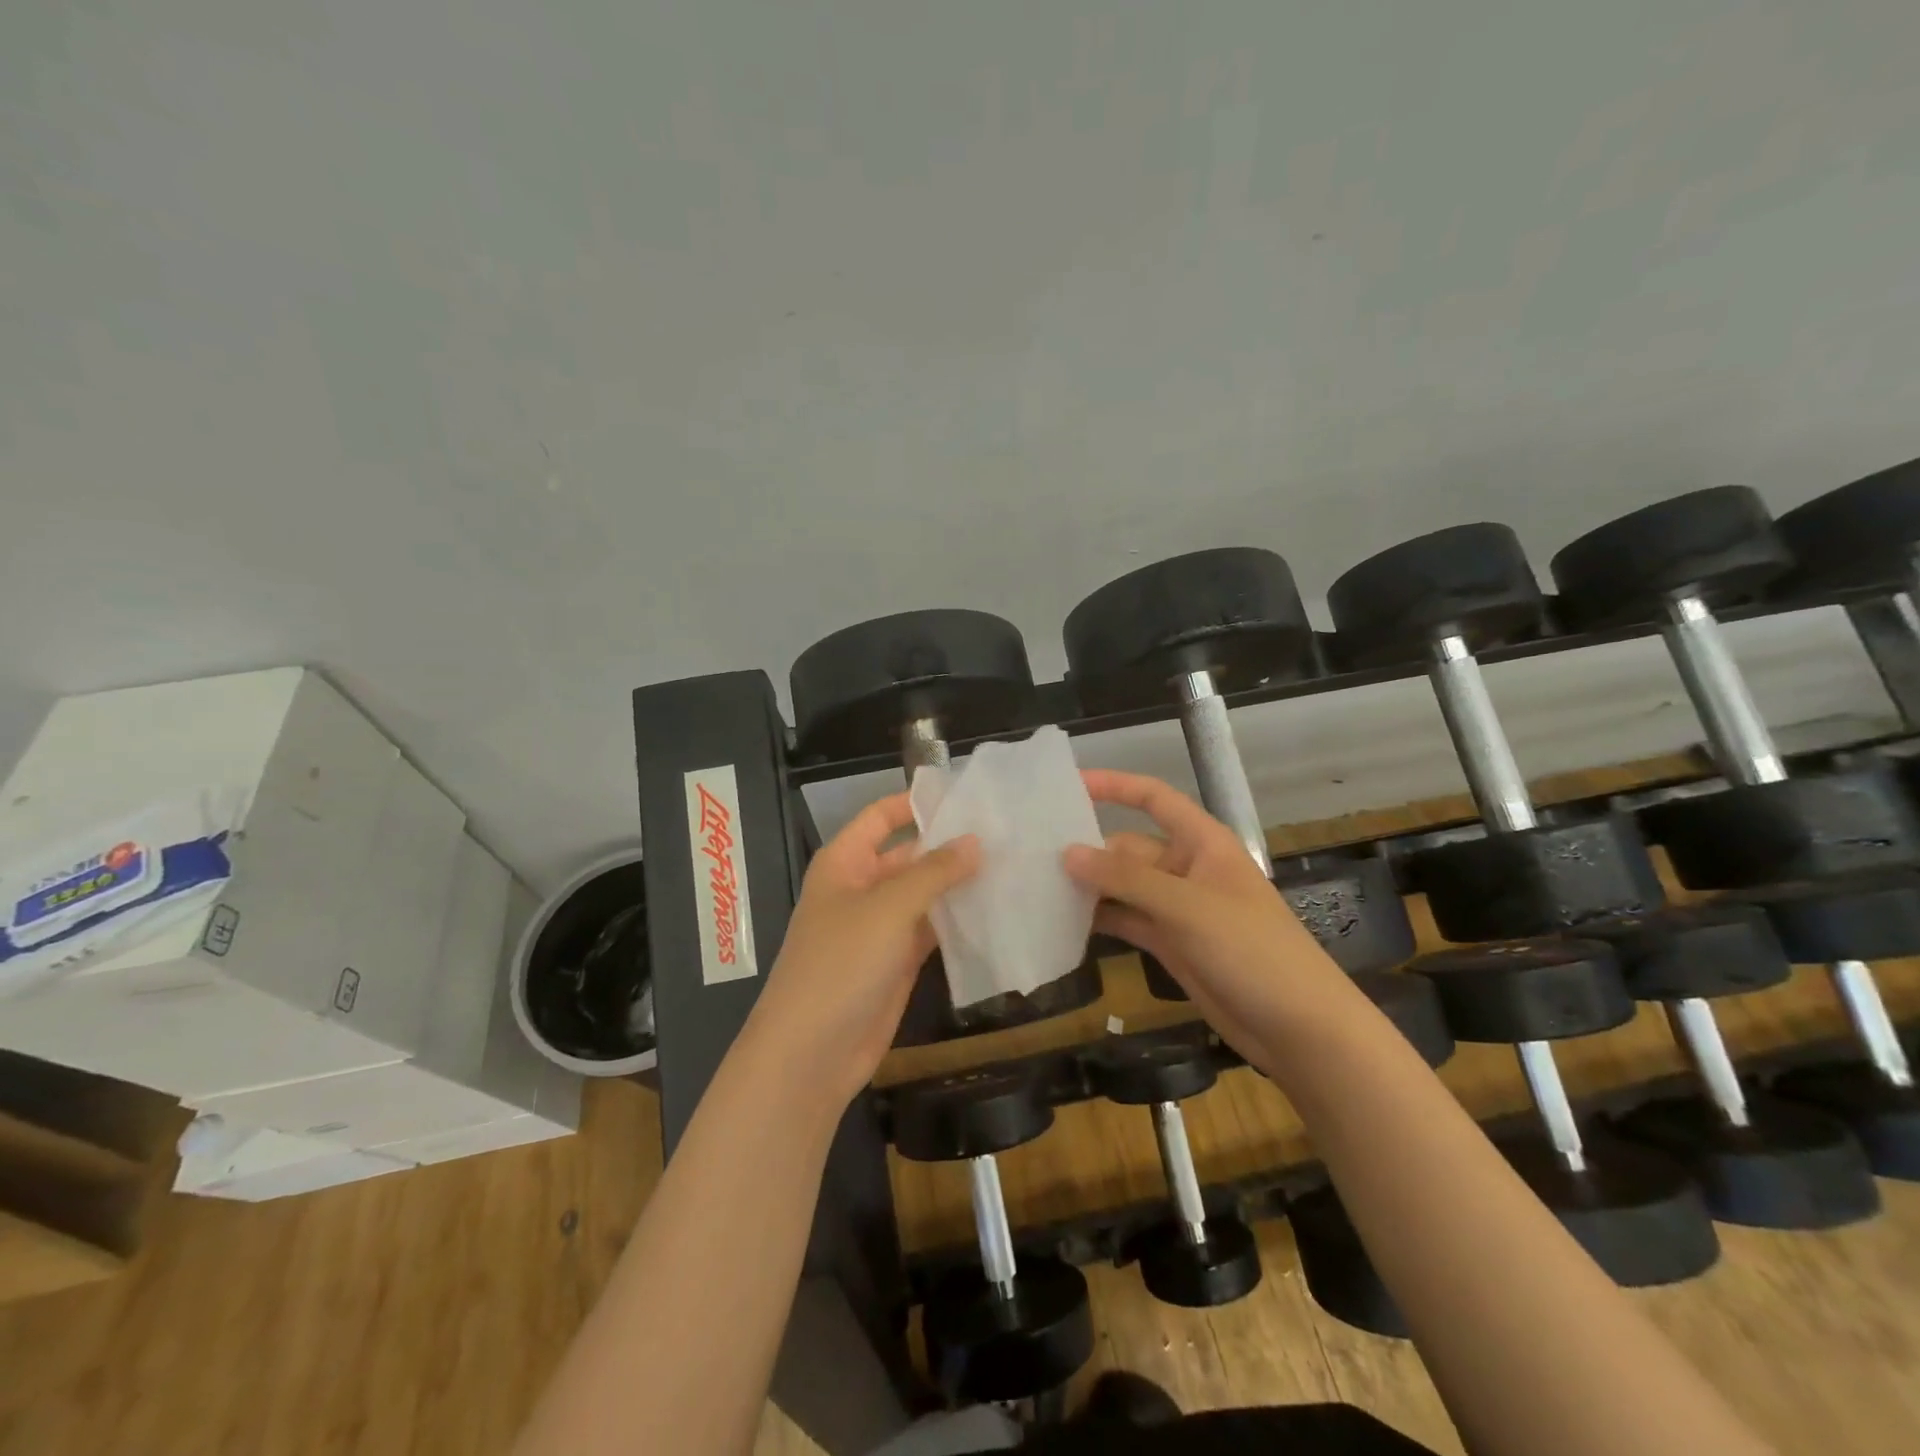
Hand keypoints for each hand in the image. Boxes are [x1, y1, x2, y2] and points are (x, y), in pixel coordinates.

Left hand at [746, 793, 979, 1108]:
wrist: (810, 1055)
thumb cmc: (840, 965)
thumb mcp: (888, 909)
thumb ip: (934, 872)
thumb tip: (974, 841)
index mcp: (844, 862)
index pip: (881, 817)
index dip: (918, 803)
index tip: (968, 795)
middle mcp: (861, 888)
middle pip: (909, 854)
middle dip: (950, 845)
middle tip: (1006, 833)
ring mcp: (880, 927)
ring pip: (925, 894)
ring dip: (959, 884)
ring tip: (1012, 864)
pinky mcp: (897, 961)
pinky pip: (931, 930)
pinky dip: (958, 920)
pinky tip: (996, 909)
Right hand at [1063, 769, 1344, 1064]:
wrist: (1300, 1029)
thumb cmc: (1252, 951)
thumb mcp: (1187, 907)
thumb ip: (1125, 879)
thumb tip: (1067, 852)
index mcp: (1202, 842)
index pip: (1153, 798)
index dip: (1114, 786)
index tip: (1068, 785)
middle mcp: (1186, 868)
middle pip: (1128, 847)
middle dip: (1088, 850)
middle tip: (1032, 855)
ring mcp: (1178, 909)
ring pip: (1123, 887)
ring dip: (1089, 887)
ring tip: (1037, 886)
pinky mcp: (1170, 944)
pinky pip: (1127, 920)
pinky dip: (1100, 920)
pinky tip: (1063, 922)